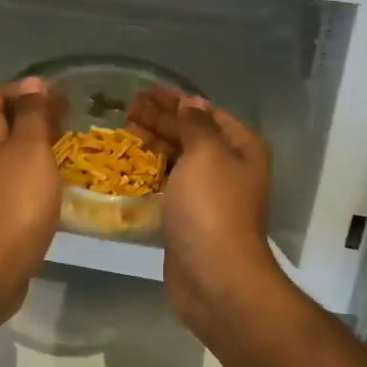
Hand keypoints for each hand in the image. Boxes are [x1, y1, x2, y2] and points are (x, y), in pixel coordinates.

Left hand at [0, 77, 64, 313]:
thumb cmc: (15, 200)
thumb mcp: (30, 148)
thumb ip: (32, 114)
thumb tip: (32, 84)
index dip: (26, 89)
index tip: (58, 94)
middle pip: (0, 123)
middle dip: (32, 116)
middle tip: (67, 119)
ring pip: (6, 153)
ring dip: (32, 146)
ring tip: (65, 148)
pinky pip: (9, 180)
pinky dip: (30, 173)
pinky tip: (52, 184)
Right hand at [128, 87, 284, 337]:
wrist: (215, 277)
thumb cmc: (212, 207)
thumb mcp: (206, 154)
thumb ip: (197, 125)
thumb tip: (192, 102)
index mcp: (241, 148)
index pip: (206, 112)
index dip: (177, 100)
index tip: (146, 90)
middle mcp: (230, 168)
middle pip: (192, 134)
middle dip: (162, 119)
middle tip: (127, 107)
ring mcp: (210, 195)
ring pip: (180, 159)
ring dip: (155, 143)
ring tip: (125, 130)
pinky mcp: (190, 218)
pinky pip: (170, 184)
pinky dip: (153, 171)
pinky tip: (132, 164)